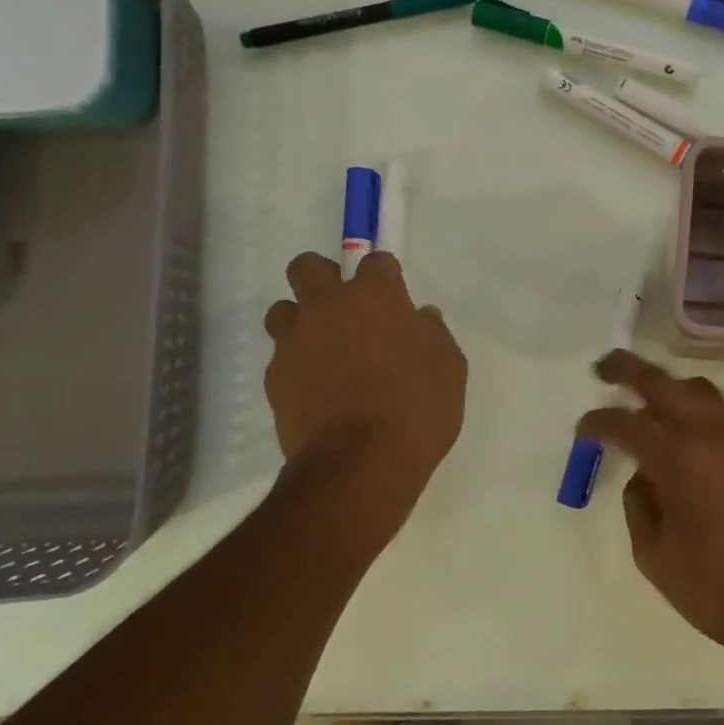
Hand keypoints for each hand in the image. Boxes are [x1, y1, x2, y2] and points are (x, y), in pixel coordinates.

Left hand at [263, 251, 466, 533]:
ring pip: (283, 311)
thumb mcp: (449, 367)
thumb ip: (433, 334)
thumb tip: (420, 319)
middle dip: (323, 277)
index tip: (394, 298)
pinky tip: (319, 391)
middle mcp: (327, 308)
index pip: (375, 260)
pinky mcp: (274, 379)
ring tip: (326, 352)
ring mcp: (295, 342)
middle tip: (345, 308)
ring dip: (302, 322)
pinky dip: (298, 366)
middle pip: (307, 267)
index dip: (385, 276)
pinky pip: (282, 358)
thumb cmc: (418, 407)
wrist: (361, 463)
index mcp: (375, 297)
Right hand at [577, 351, 723, 658]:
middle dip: (629, 370)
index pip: (627, 424)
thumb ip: (640, 508)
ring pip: (702, 393)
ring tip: (651, 401)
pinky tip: (693, 443)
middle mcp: (713, 436)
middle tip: (605, 368)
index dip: (598, 422)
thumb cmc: (719, 589)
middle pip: (664, 384)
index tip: (583, 429)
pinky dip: (700, 415)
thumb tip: (643, 479)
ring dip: (671, 388)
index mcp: (679, 460)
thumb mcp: (656, 558)